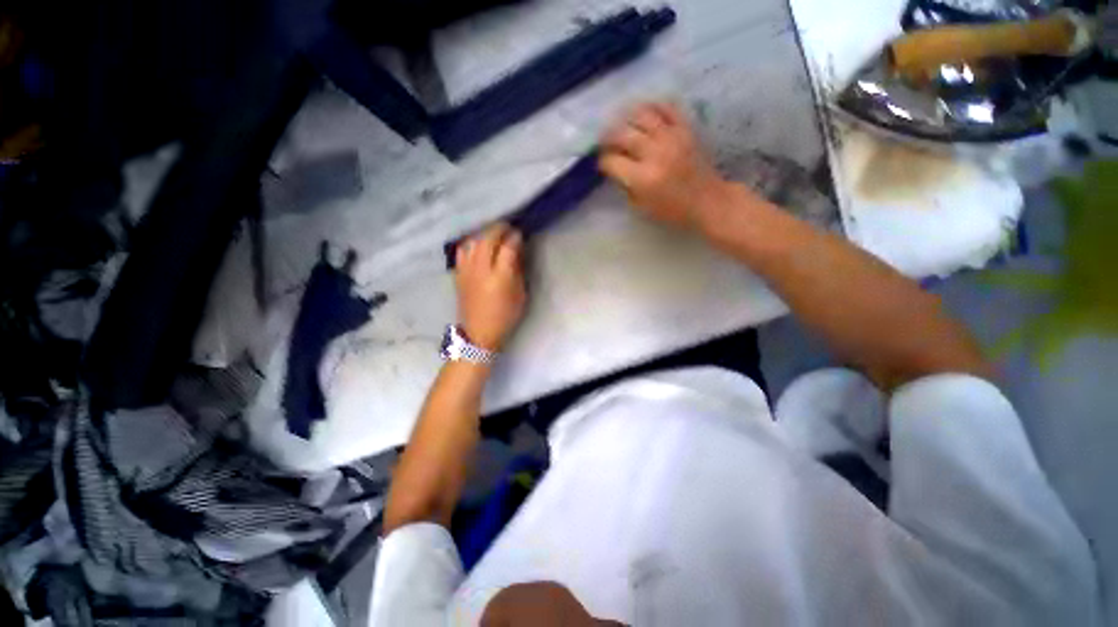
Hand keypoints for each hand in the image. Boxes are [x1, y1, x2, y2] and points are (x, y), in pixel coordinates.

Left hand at [454, 223, 526, 351]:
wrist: (478, 333)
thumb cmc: (505, 316)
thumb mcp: (520, 295)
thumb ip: (518, 270)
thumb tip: (517, 249)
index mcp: (500, 278)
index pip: (507, 248)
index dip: (515, 237)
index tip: (520, 233)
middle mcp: (481, 270)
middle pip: (487, 239)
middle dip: (499, 229)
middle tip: (508, 227)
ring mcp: (466, 270)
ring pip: (473, 241)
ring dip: (484, 233)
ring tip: (493, 234)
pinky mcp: (457, 273)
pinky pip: (462, 250)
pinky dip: (471, 242)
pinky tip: (477, 244)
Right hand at [599, 102, 732, 227]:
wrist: (708, 200)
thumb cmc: (673, 210)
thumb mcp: (642, 207)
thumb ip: (626, 186)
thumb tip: (615, 169)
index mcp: (642, 178)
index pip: (612, 161)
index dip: (603, 161)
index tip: (603, 163)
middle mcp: (654, 153)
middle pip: (622, 134)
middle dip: (608, 137)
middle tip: (605, 141)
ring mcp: (671, 137)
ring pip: (641, 115)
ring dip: (626, 117)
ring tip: (622, 123)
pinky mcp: (685, 129)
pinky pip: (666, 107)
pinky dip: (652, 106)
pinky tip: (645, 113)